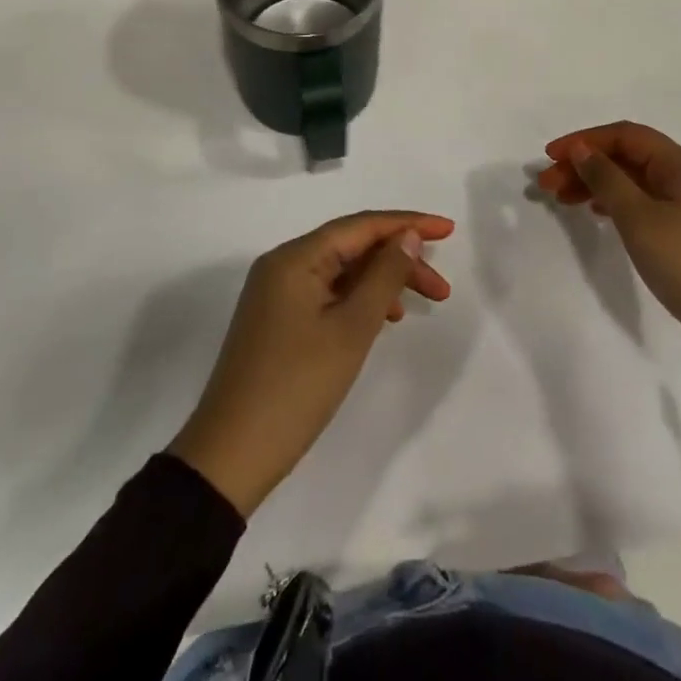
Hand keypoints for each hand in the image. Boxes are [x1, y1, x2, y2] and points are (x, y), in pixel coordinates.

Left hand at [168, 211, 453, 516]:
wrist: (231, 456)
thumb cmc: (297, 387)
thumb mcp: (351, 329)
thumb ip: (384, 276)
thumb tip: (407, 236)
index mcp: (295, 258)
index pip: (361, 226)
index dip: (407, 223)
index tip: (449, 229)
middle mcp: (283, 265)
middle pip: (352, 246)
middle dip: (399, 260)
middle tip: (441, 289)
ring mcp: (277, 294)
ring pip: (342, 271)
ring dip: (382, 281)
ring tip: (421, 303)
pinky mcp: (278, 320)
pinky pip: (327, 293)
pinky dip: (359, 299)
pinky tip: (383, 318)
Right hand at [537, 122, 680, 370]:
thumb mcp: (639, 218)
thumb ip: (606, 179)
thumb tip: (581, 150)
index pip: (625, 135)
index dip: (584, 140)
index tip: (550, 157)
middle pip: (627, 155)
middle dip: (585, 164)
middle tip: (547, 184)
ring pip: (632, 179)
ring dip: (596, 183)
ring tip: (561, 199)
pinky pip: (642, 199)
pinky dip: (614, 201)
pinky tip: (595, 213)